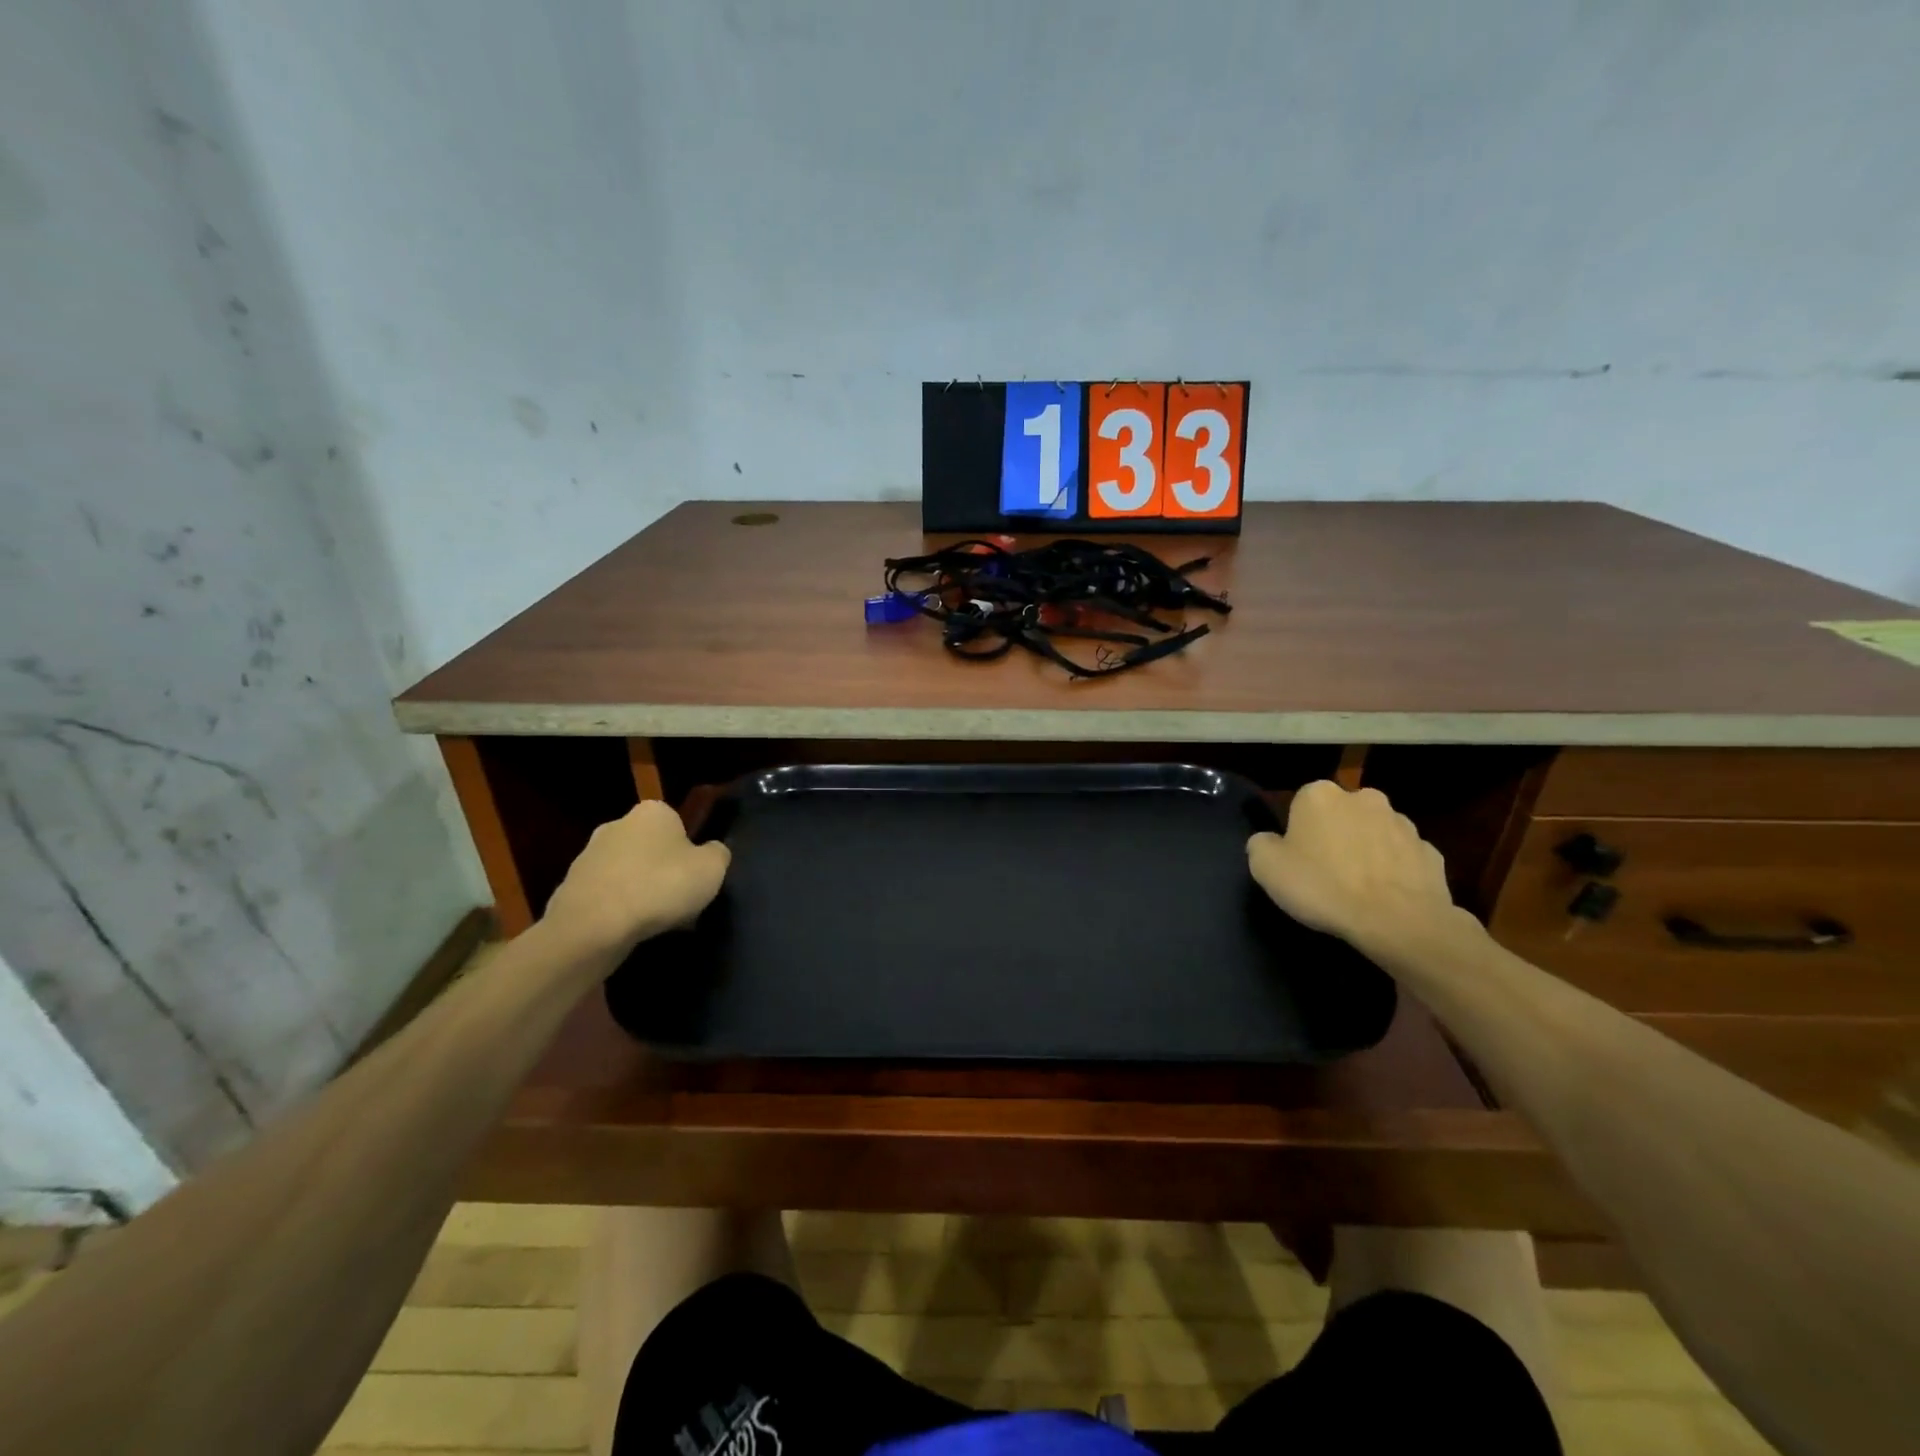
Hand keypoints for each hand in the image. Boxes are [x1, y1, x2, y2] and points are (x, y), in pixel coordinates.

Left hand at [541, 800, 730, 959]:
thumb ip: (718, 854)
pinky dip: (619, 909)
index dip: (690, 851)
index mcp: (653, 811)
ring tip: (656, 922)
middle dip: (663, 870)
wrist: (593, 927)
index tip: (695, 876)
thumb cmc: (660, 886)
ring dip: (641, 891)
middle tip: (679, 900)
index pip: (679, 824)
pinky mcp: (570, 887)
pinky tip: (630, 930)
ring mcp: (588, 855)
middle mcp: (617, 824)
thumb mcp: (712, 868)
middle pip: (651, 847)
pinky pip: (607, 896)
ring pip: (628, 872)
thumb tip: (711, 852)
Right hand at [1246, 781, 1464, 957]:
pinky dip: (1394, 871)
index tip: (1297, 859)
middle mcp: (1363, 797)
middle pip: (1341, 814)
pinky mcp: (1431, 852)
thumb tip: (1269, 841)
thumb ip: (1261, 845)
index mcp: (1319, 795)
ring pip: (1375, 833)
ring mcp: (1403, 823)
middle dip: (1335, 835)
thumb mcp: (1266, 868)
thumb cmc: (1323, 887)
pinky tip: (1386, 898)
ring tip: (1358, 889)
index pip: (1300, 804)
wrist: (1398, 921)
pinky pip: (1403, 858)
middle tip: (1326, 872)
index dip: (1297, 832)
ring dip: (1366, 851)